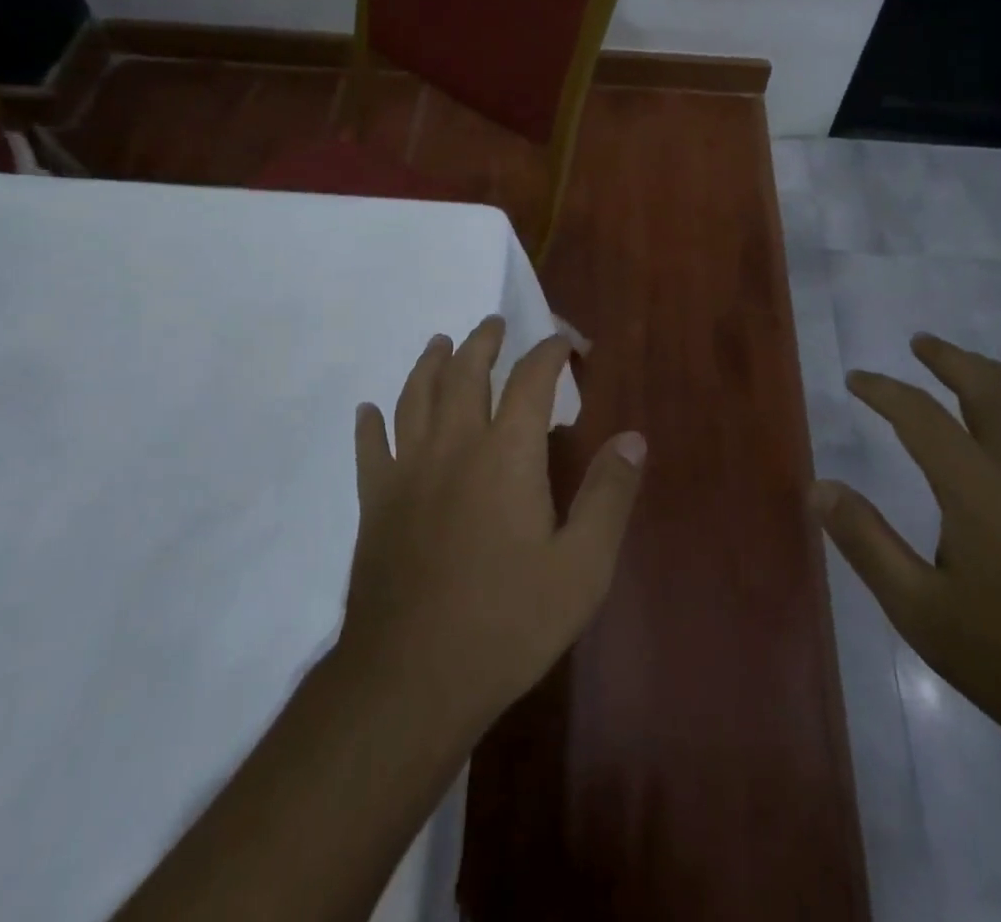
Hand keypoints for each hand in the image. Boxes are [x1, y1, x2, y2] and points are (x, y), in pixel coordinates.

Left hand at [338, 316, 645, 736]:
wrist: (412, 678)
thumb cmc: (507, 622)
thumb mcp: (582, 567)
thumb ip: (609, 496)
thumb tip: (633, 438)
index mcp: (506, 454)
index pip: (530, 379)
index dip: (550, 352)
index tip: (567, 343)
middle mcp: (454, 445)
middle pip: (465, 372)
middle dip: (483, 341)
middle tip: (494, 323)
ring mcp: (407, 471)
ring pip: (414, 397)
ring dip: (429, 363)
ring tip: (439, 343)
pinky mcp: (375, 503)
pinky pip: (369, 450)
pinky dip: (369, 424)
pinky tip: (367, 412)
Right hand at [813, 335, 1000, 762]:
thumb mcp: (921, 612)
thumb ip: (866, 542)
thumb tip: (818, 487)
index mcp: (978, 486)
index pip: (919, 415)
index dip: (884, 391)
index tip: (858, 380)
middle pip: (986, 387)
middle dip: (949, 359)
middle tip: (922, 343)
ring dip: (999, 373)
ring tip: (975, 365)